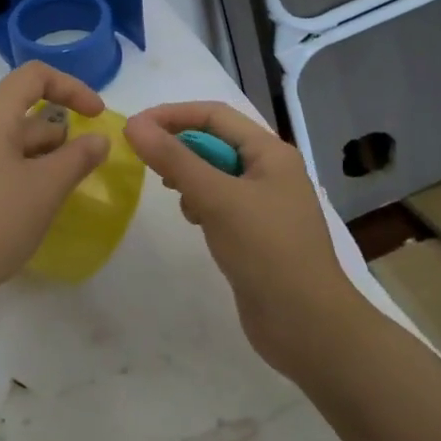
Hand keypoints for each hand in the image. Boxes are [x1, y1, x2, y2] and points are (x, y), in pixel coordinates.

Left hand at [0, 63, 110, 315]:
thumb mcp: (45, 190)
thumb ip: (77, 158)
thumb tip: (98, 139)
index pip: (35, 75)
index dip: (72, 88)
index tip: (97, 116)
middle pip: (16, 108)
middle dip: (53, 133)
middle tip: (75, 170)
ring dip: (32, 155)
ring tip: (49, 193)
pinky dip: (7, 168)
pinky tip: (16, 206)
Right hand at [124, 101, 365, 375]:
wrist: (308, 325)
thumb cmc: (266, 251)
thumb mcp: (217, 198)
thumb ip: (174, 159)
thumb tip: (133, 124)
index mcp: (270, 153)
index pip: (214, 115)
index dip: (172, 116)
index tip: (133, 129)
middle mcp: (270, 171)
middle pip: (215, 142)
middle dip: (179, 147)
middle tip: (146, 163)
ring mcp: (264, 204)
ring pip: (214, 174)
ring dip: (188, 176)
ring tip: (175, 196)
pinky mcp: (255, 233)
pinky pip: (220, 203)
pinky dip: (200, 203)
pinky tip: (194, 222)